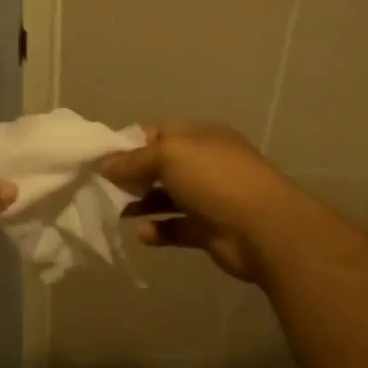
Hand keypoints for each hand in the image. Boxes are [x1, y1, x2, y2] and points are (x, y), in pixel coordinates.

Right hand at [99, 122, 309, 282]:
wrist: (264, 228)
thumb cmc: (215, 179)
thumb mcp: (169, 155)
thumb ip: (134, 160)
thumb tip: (104, 164)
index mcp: (201, 137)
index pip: (159, 133)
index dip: (131, 144)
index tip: (103, 159)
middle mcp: (206, 164)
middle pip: (161, 167)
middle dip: (132, 176)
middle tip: (103, 187)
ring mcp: (209, 198)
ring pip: (167, 198)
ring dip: (141, 204)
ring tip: (116, 211)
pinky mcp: (209, 230)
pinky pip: (176, 228)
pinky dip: (158, 231)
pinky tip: (142, 234)